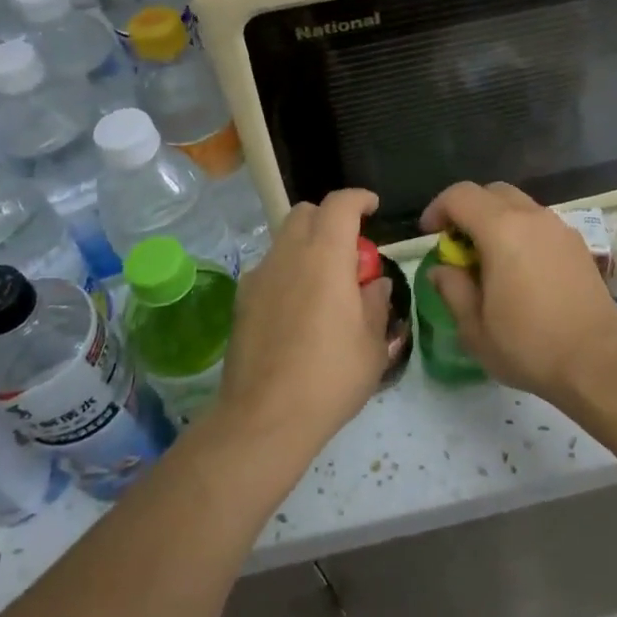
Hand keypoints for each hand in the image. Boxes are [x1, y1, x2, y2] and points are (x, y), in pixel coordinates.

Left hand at [217, 189, 391, 446]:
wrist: (265, 418)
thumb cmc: (330, 377)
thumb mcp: (372, 343)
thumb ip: (376, 303)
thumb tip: (374, 285)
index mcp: (325, 256)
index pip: (340, 204)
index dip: (359, 198)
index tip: (373, 208)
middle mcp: (288, 255)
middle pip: (305, 213)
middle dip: (330, 219)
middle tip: (350, 252)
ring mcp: (259, 277)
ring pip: (284, 240)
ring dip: (307, 245)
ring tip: (325, 284)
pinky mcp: (241, 301)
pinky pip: (270, 269)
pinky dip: (288, 271)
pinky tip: (299, 309)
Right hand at [420, 182, 616, 404]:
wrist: (598, 362)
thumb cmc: (529, 346)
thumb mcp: (475, 328)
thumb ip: (452, 289)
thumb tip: (442, 269)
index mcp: (502, 230)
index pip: (460, 195)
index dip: (437, 209)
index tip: (429, 235)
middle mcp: (533, 218)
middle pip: (492, 192)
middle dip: (467, 210)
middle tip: (457, 245)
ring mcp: (560, 228)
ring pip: (519, 205)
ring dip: (496, 221)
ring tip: (488, 260)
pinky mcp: (578, 245)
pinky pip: (540, 224)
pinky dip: (521, 232)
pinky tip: (520, 270)